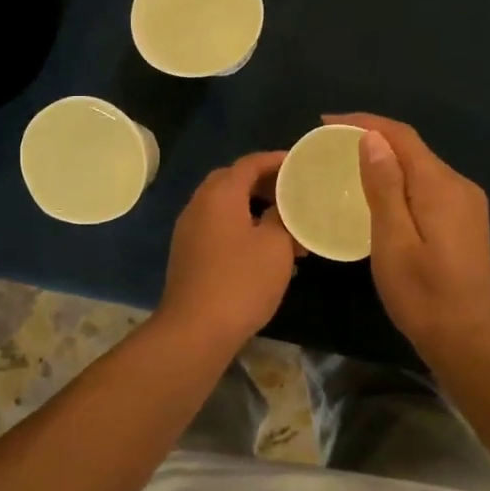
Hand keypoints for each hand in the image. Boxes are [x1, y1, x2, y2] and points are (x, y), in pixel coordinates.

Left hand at [157, 151, 299, 348]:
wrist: (196, 329)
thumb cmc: (241, 281)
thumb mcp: (276, 245)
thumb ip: (282, 217)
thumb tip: (280, 208)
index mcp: (220, 194)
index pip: (250, 163)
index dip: (277, 160)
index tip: (301, 164)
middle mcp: (199, 204)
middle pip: (234, 181)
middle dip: (265, 184)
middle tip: (294, 193)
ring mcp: (189, 230)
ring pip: (226, 207)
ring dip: (254, 209)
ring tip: (286, 226)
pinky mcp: (188, 254)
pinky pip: (218, 227)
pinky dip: (241, 227)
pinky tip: (264, 250)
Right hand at [324, 114, 489, 362]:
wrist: (467, 338)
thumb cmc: (422, 294)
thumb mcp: (393, 240)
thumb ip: (384, 187)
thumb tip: (372, 139)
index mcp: (441, 185)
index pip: (402, 136)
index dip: (364, 122)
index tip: (326, 123)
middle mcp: (459, 185)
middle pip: (413, 149)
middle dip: (373, 138)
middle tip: (331, 146)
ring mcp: (467, 203)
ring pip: (421, 167)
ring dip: (387, 159)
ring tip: (348, 165)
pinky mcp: (465, 220)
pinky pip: (428, 186)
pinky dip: (401, 180)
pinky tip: (380, 193)